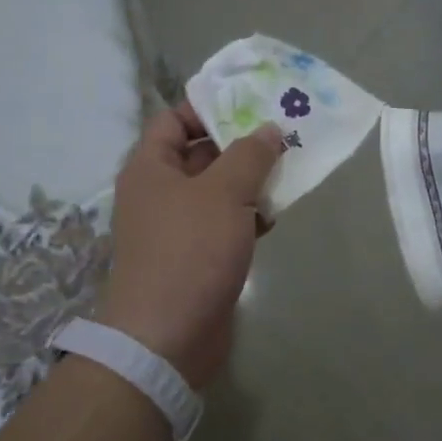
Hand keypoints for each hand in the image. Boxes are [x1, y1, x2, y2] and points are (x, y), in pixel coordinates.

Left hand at [96, 104, 284, 389]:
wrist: (168, 337)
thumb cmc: (189, 251)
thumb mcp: (224, 193)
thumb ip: (249, 155)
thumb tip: (268, 130)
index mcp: (150, 168)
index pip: (174, 120)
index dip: (209, 107)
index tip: (251, 102)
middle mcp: (159, 192)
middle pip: (201, 154)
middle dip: (241, 144)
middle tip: (284, 132)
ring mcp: (177, 227)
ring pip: (217, 191)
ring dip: (250, 181)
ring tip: (290, 169)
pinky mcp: (197, 256)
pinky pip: (224, 223)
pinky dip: (248, 216)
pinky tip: (276, 215)